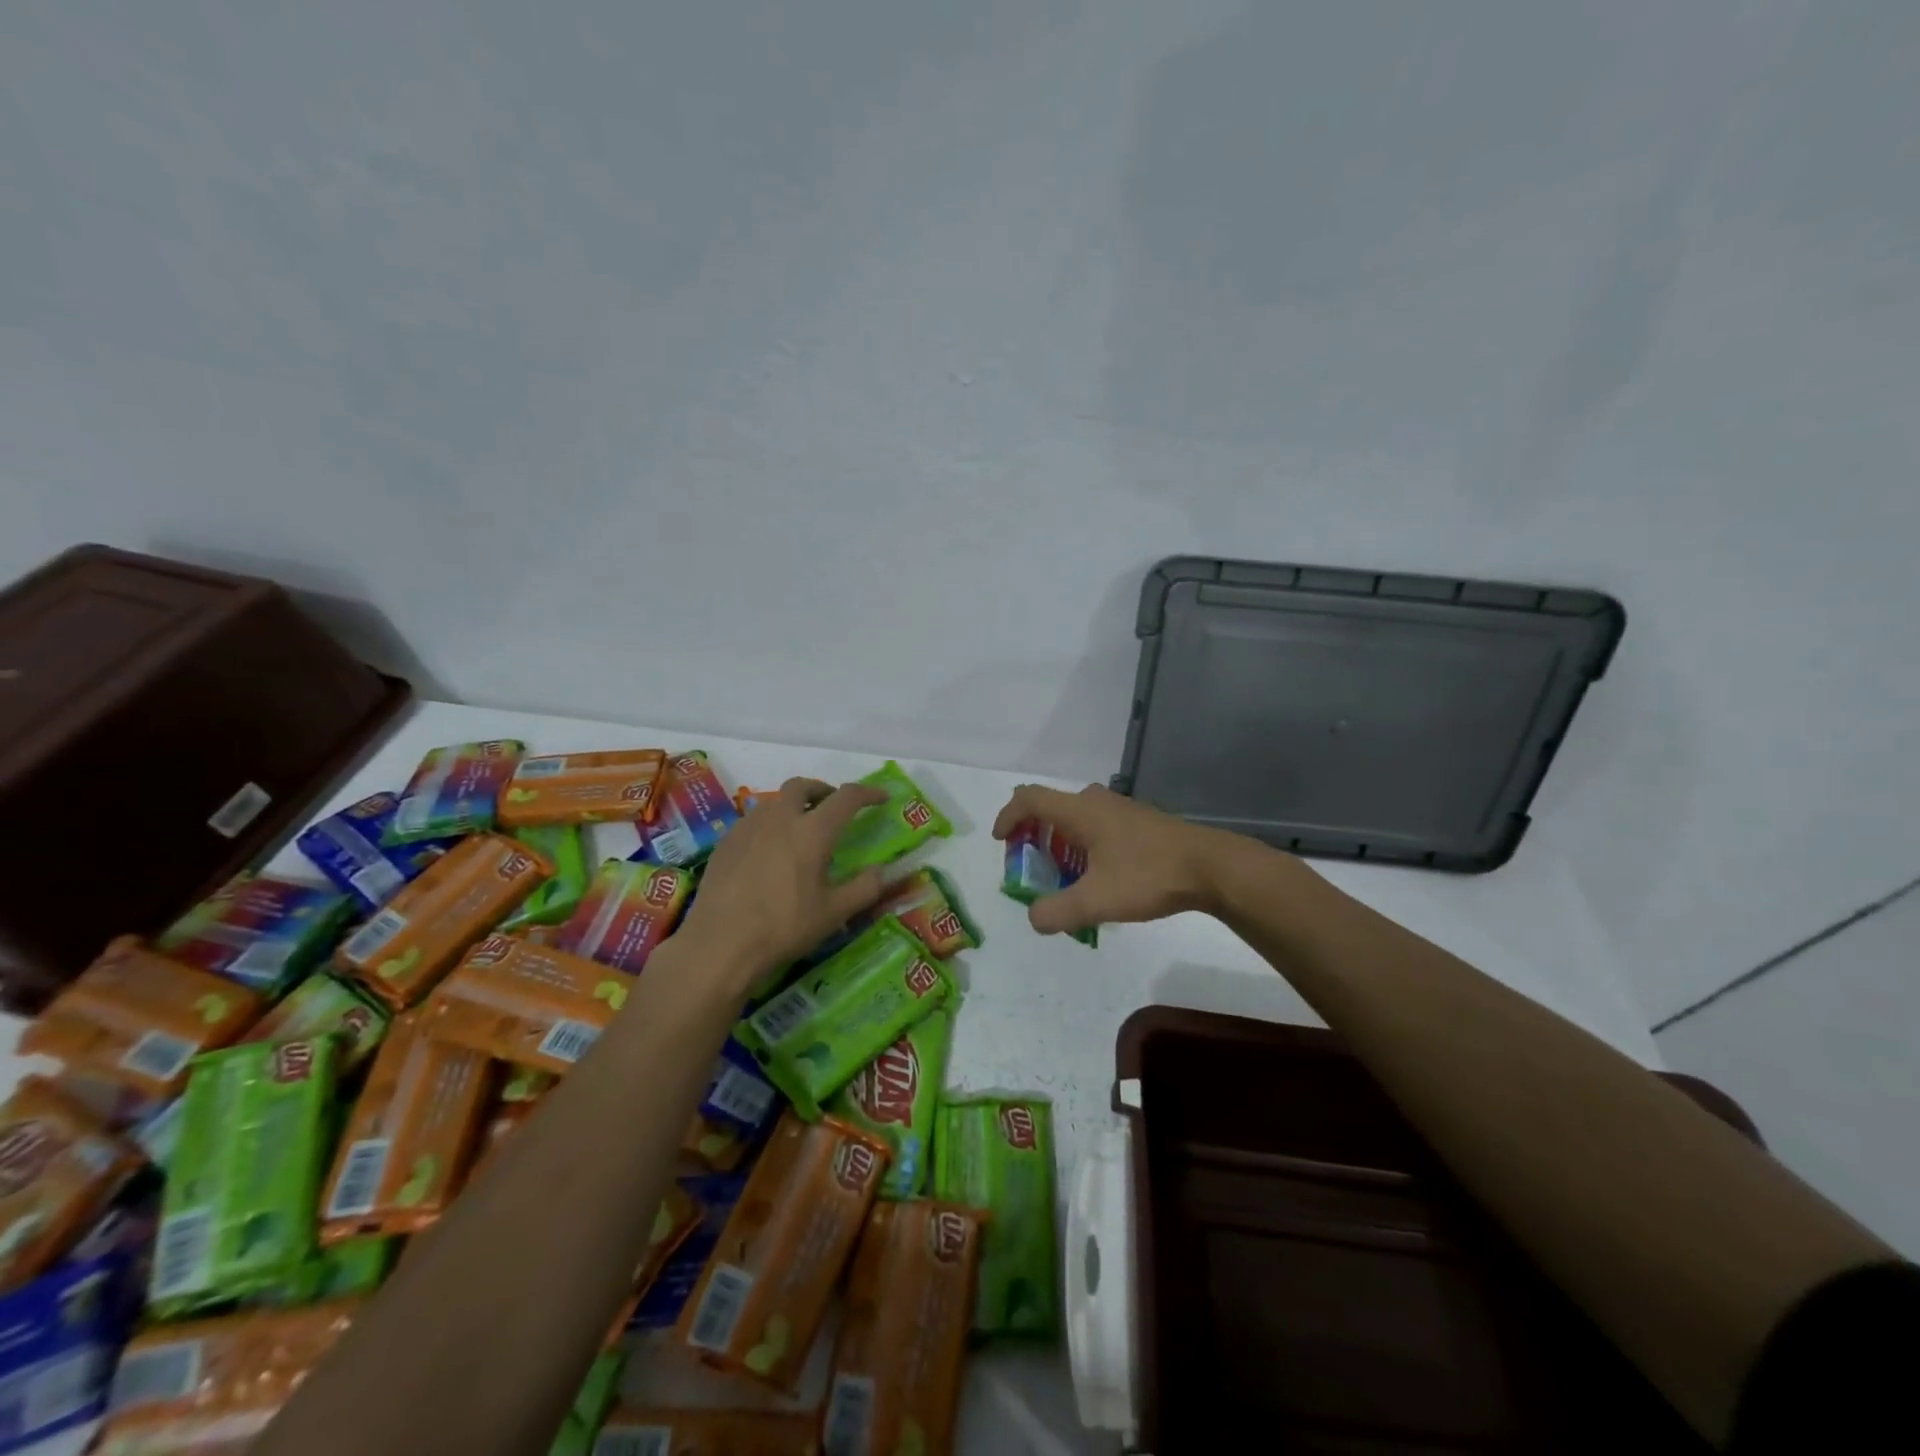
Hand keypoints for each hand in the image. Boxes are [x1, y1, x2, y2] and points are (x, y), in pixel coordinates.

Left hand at [678, 777, 890, 985]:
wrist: (720, 944)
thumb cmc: (783, 928)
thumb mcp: (833, 914)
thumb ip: (864, 888)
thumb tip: (880, 870)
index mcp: (812, 831)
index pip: (847, 797)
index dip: (868, 793)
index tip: (881, 797)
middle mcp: (780, 818)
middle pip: (803, 786)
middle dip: (822, 790)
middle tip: (832, 809)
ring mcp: (748, 827)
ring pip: (774, 801)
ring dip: (794, 806)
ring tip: (800, 831)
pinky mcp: (726, 842)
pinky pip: (753, 820)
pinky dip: (770, 824)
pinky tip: (769, 852)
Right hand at [991, 783, 1234, 935]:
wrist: (1211, 867)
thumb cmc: (1148, 875)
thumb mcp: (1097, 900)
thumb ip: (1057, 911)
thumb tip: (1034, 918)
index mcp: (1079, 810)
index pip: (1029, 799)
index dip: (1008, 816)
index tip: (1001, 842)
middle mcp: (1096, 802)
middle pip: (1051, 809)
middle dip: (1034, 836)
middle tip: (1032, 868)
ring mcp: (1120, 810)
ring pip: (1076, 819)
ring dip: (1060, 844)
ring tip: (1064, 878)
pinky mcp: (1139, 822)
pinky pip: (1097, 826)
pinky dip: (1083, 846)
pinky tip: (1099, 878)